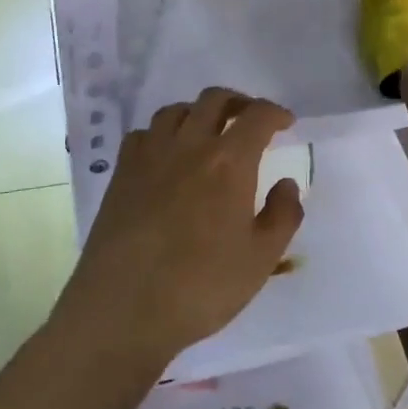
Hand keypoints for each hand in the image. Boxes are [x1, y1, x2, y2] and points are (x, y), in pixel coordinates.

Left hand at [55, 88, 303, 372]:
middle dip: (238, 102)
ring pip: (176, 110)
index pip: (257, 116)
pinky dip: (161, 134)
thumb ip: (282, 215)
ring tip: (208, 133)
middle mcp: (189, 145)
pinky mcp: (121, 172)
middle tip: (250, 120)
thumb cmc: (200, 287)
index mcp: (229, 162)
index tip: (286, 123)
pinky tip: (166, 156)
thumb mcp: (260, 260)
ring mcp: (150, 155)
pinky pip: (143, 133)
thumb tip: (286, 183)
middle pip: (214, 99)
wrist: (122, 308)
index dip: (276, 113)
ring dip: (198, 112)